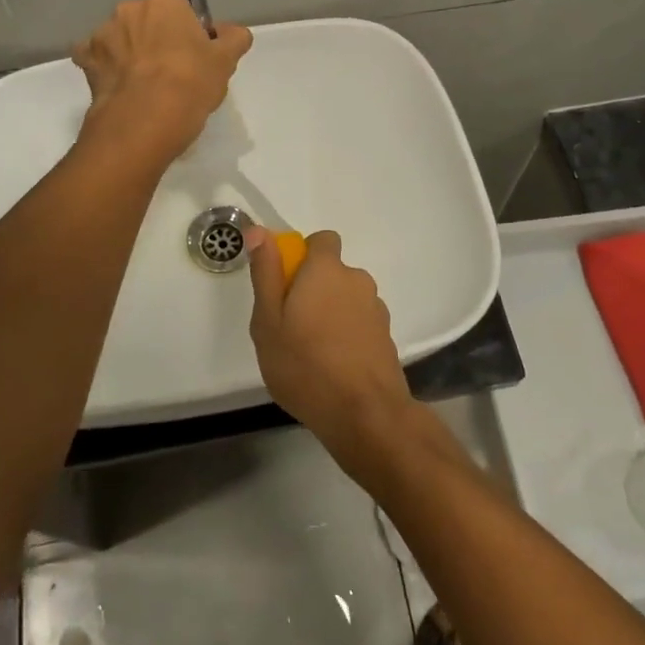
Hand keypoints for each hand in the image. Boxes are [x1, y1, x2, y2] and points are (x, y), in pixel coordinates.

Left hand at [72, 0, 251, 162]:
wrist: (144, 122)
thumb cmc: (190, 84)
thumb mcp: (226, 61)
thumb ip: (234, 39)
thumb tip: (232, 32)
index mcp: (163, 2)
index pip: (180, 11)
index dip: (188, 34)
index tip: (196, 58)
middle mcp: (128, 10)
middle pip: (147, 23)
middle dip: (156, 40)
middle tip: (173, 74)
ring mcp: (102, 35)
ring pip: (121, 41)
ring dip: (130, 55)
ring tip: (145, 88)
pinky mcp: (85, 63)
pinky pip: (96, 61)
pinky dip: (107, 72)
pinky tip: (120, 91)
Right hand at [245, 227, 415, 458]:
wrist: (364, 413)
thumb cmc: (305, 364)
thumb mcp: (268, 321)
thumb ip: (266, 273)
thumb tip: (258, 231)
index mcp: (327, 270)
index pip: (322, 240)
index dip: (304, 255)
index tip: (286, 284)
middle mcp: (357, 280)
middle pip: (333, 273)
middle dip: (314, 290)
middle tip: (290, 326)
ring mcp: (376, 309)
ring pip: (347, 300)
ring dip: (331, 314)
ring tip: (311, 353)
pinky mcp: (386, 336)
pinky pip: (360, 323)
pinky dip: (347, 335)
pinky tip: (334, 367)